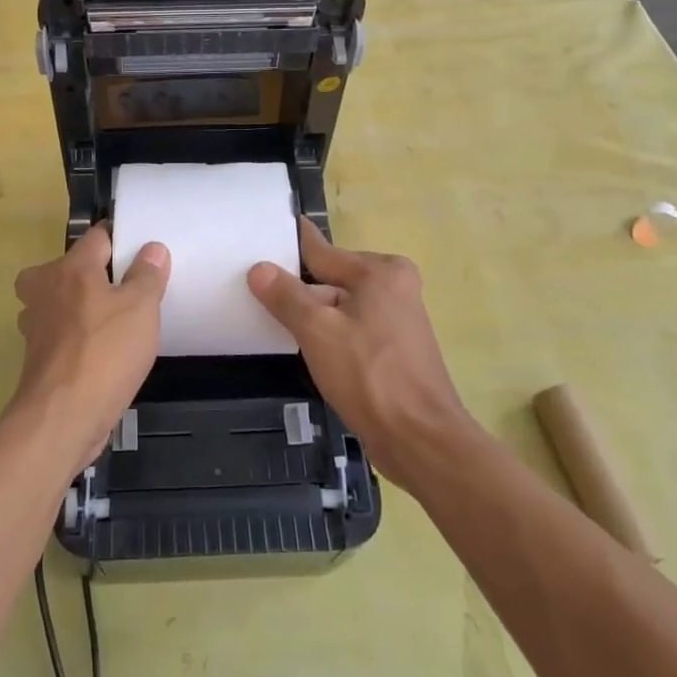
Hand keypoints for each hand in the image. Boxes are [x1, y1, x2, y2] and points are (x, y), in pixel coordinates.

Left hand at [10, 224, 169, 473]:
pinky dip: (73, 337)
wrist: (63, 416)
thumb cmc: (106, 352)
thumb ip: (147, 275)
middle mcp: (45, 289)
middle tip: (120, 287)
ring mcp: (35, 324)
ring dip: (76, 306)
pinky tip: (99, 351)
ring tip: (110, 319)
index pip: (97, 237)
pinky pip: (57, 333)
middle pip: (65, 267)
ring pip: (55, 301)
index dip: (120, 240)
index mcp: (71, 268)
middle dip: (88, 273)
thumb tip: (152, 248)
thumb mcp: (141, 308)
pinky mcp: (36, 357)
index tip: (141, 252)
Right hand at [248, 221, 473, 484]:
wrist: (421, 441)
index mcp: (380, 272)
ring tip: (273, 322)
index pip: (321, 251)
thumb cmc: (369, 376)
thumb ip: (286, 296)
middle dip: (299, 290)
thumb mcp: (317, 331)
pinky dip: (331, 336)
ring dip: (313, 318)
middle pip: (330, 280)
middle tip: (256, 292)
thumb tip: (259, 269)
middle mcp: (394, 286)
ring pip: (340, 307)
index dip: (290, 247)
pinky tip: (307, 351)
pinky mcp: (395, 349)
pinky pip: (352, 329)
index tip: (263, 235)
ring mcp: (398, 319)